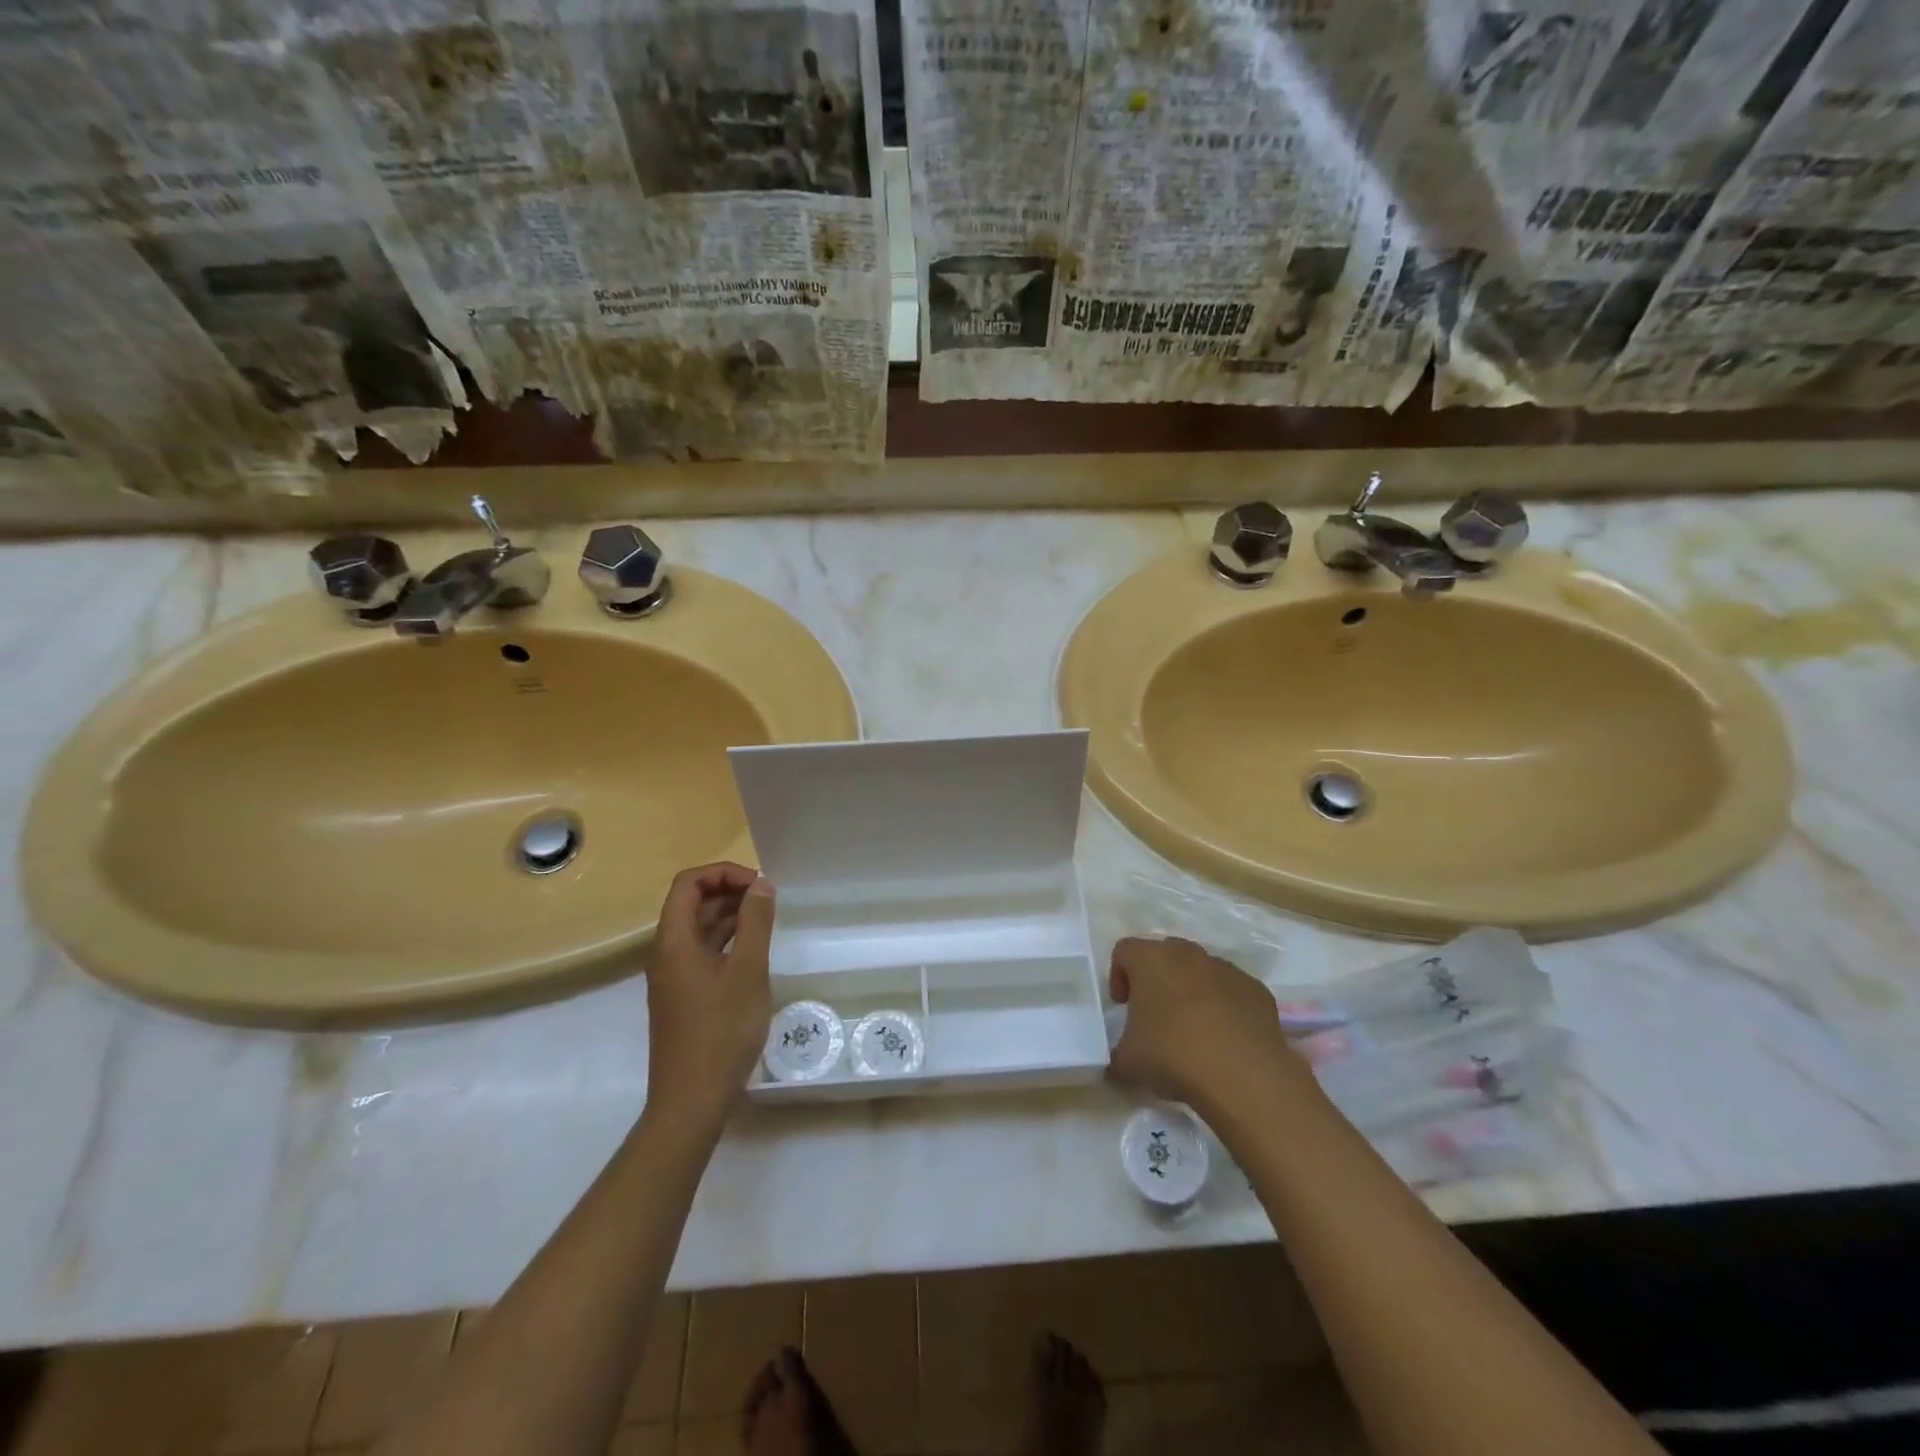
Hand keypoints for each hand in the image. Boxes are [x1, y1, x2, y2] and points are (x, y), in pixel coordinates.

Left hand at [644, 862, 775, 1127]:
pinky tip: (754, 951)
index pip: (688, 883)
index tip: (759, 885)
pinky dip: (727, 941)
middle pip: (691, 904)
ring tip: (767, 919)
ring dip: (730, 916)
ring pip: (699, 929)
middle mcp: (667, 953)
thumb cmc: (721, 1031)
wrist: (691, 1100)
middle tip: (768, 900)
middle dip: (729, 891)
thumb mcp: (748, 971)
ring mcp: (673, 977)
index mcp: (674, 941)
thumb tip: (761, 884)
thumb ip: (755, 922)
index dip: (723, 873)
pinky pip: (703, 953)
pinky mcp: (684, 997)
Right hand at [1107, 936, 1311, 1113]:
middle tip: (1155, 1015)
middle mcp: (1188, 954)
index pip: (1124, 951)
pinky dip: (1224, 1007)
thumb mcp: (1127, 1062)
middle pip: (1164, 955)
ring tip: (1193, 1031)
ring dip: (1191, 991)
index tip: (1123, 1006)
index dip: (1118, 976)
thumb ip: (1115, 1054)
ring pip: (1200, 971)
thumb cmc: (1173, 1056)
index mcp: (1150, 960)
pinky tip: (1224, 1040)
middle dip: (1157, 980)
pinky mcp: (1256, 989)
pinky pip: (1231, 991)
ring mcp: (1226, 969)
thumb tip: (1116, 1063)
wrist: (1243, 1076)